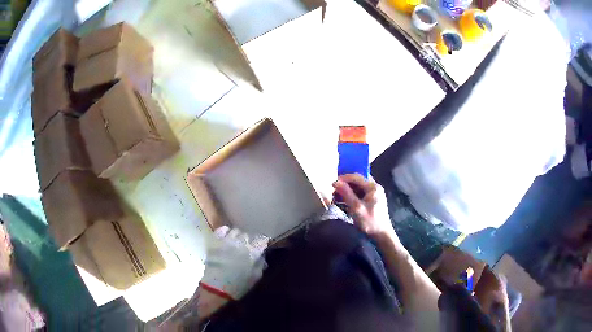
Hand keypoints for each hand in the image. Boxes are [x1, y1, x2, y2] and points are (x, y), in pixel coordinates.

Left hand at [200, 226, 268, 300]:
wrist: (216, 287)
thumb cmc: (238, 285)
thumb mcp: (255, 277)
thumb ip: (260, 264)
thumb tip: (261, 256)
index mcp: (252, 252)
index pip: (262, 240)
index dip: (262, 242)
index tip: (261, 246)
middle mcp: (241, 243)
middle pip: (248, 235)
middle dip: (249, 240)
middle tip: (247, 247)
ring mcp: (227, 240)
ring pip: (236, 231)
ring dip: (237, 236)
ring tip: (236, 242)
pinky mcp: (215, 241)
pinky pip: (222, 229)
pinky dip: (225, 232)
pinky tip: (226, 238)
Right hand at [333, 174, 394, 238]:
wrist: (381, 234)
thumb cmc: (369, 221)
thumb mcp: (356, 208)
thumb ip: (346, 194)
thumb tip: (336, 182)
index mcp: (373, 187)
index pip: (356, 177)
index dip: (343, 178)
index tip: (333, 184)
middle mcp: (375, 187)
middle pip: (357, 180)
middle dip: (345, 184)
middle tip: (334, 190)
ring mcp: (374, 193)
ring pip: (358, 186)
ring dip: (348, 190)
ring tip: (337, 195)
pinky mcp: (372, 199)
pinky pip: (360, 193)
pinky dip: (352, 195)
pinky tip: (345, 200)